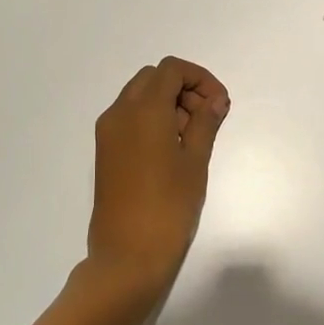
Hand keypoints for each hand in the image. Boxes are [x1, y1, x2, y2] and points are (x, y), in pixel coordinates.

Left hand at [84, 57, 230, 300]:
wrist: (127, 254)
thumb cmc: (169, 206)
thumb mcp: (195, 161)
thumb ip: (206, 122)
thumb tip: (215, 99)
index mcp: (143, 110)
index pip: (172, 70)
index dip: (200, 79)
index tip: (219, 104)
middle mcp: (119, 113)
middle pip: (153, 78)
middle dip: (183, 89)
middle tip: (207, 119)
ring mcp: (107, 132)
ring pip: (139, 97)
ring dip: (167, 104)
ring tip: (192, 138)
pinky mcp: (104, 151)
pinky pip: (129, 118)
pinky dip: (151, 120)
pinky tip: (171, 150)